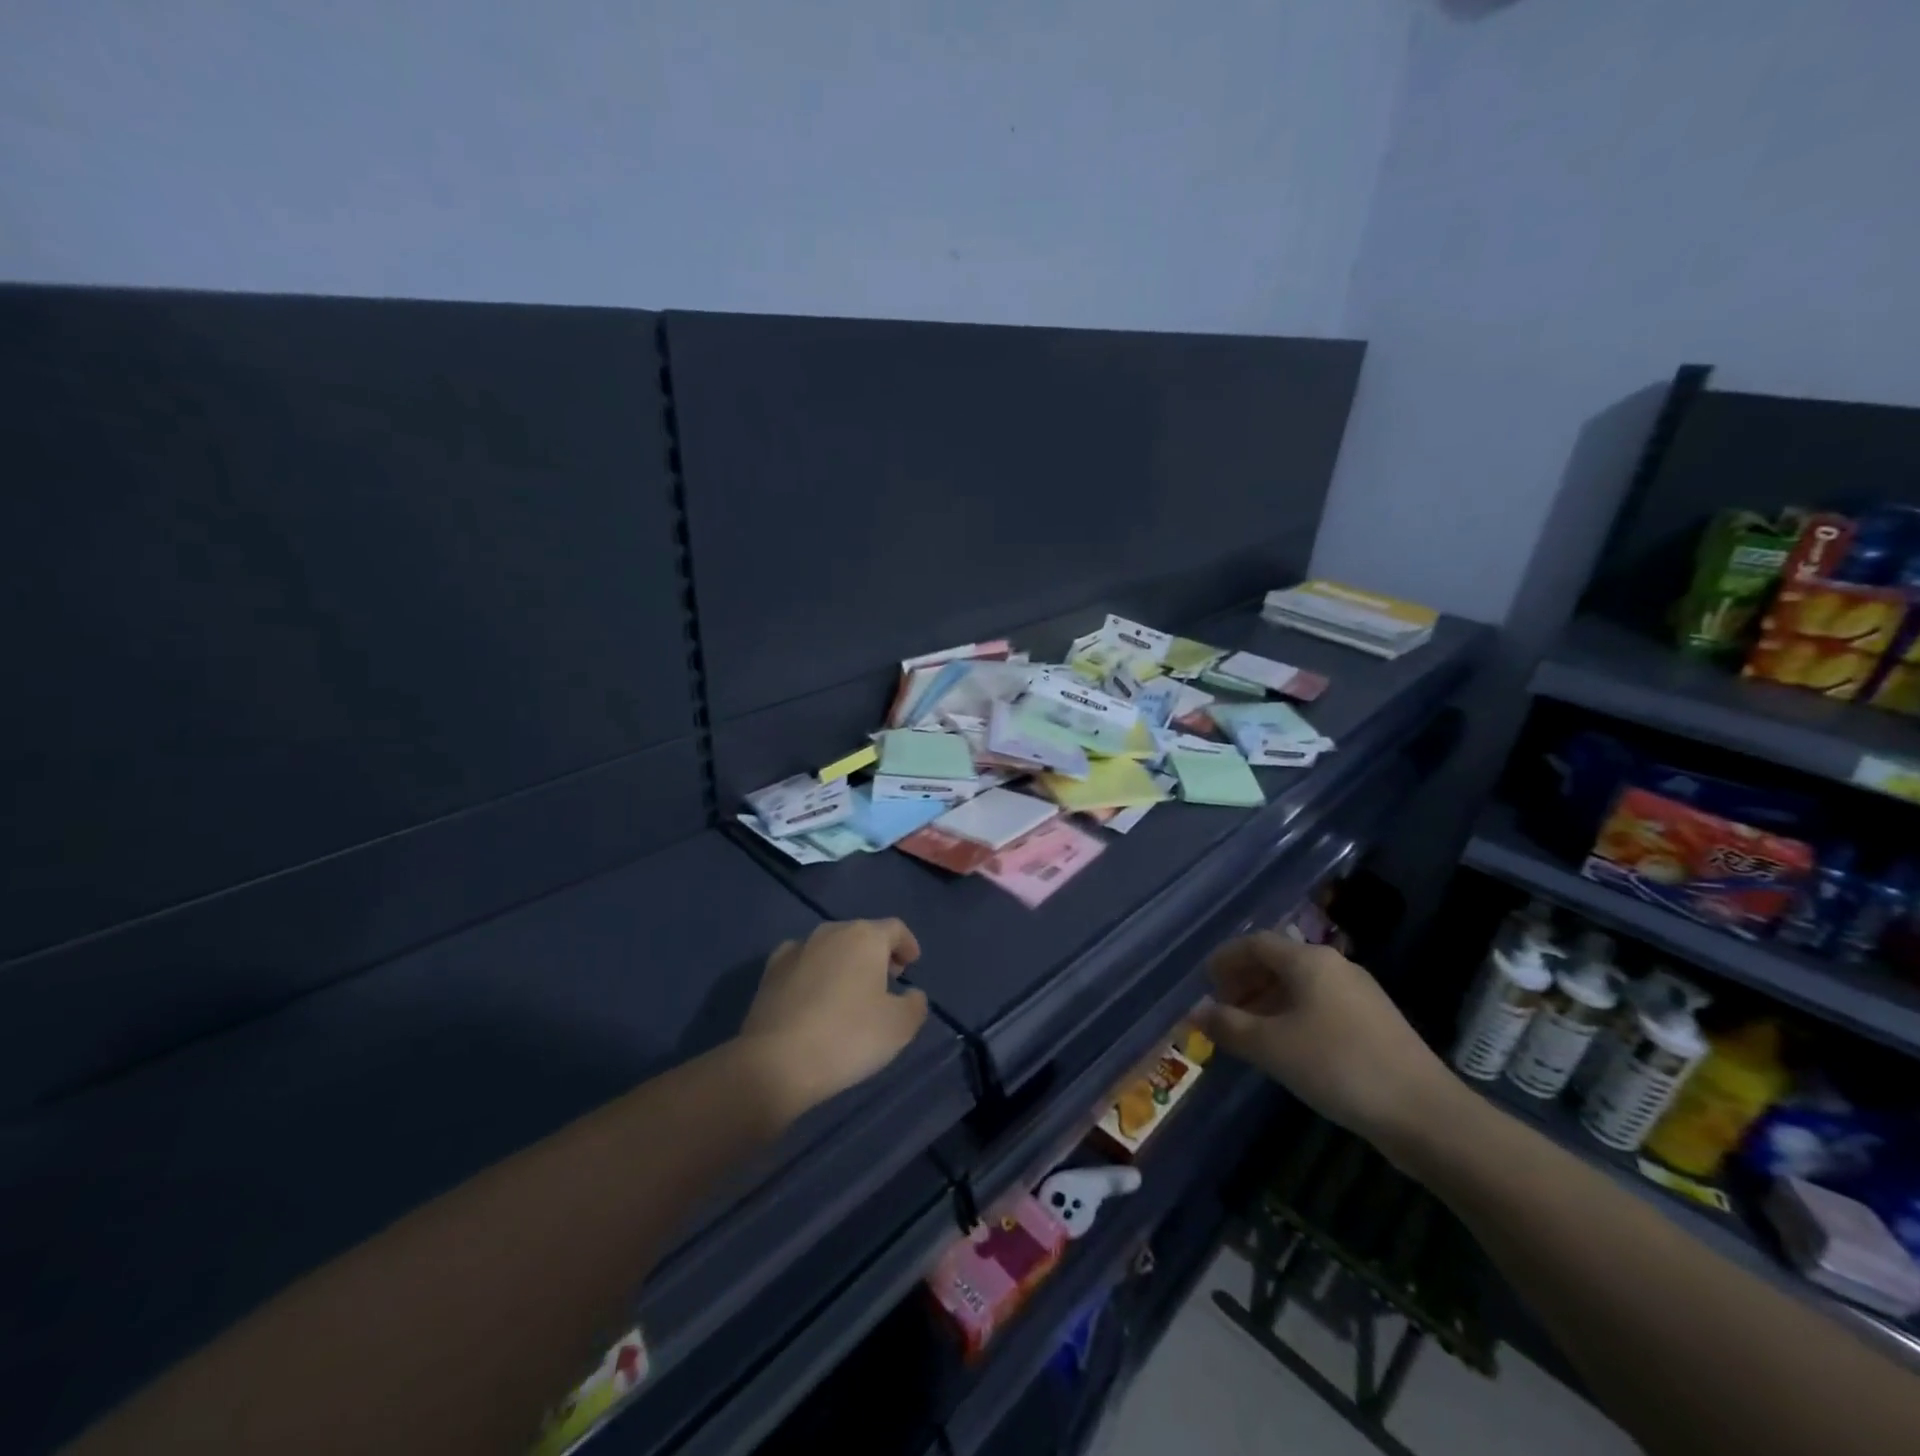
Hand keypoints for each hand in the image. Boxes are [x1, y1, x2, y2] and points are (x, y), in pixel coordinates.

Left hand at [738, 919, 929, 1125]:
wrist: (776, 1061)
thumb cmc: (848, 1037)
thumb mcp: (900, 1027)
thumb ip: (915, 1004)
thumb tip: (911, 994)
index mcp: (865, 937)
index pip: (895, 929)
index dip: (907, 944)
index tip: (912, 964)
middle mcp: (830, 932)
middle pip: (862, 934)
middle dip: (877, 954)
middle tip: (886, 981)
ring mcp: (796, 949)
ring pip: (831, 947)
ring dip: (845, 962)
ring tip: (850, 992)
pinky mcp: (770, 971)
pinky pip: (802, 962)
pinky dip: (815, 972)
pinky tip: (815, 995)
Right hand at [1191, 933, 1457, 1153]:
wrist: (1425, 1113)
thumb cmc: (1337, 1066)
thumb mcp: (1270, 1047)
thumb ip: (1228, 1026)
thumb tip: (1196, 1012)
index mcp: (1309, 960)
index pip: (1255, 943)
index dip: (1226, 959)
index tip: (1205, 983)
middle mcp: (1335, 966)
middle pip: (1278, 961)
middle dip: (1245, 982)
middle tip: (1223, 1010)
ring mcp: (1360, 994)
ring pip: (1301, 985)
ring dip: (1267, 1001)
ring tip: (1249, 1032)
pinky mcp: (1375, 1022)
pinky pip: (1320, 1005)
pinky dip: (1293, 1015)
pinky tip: (1288, 1048)